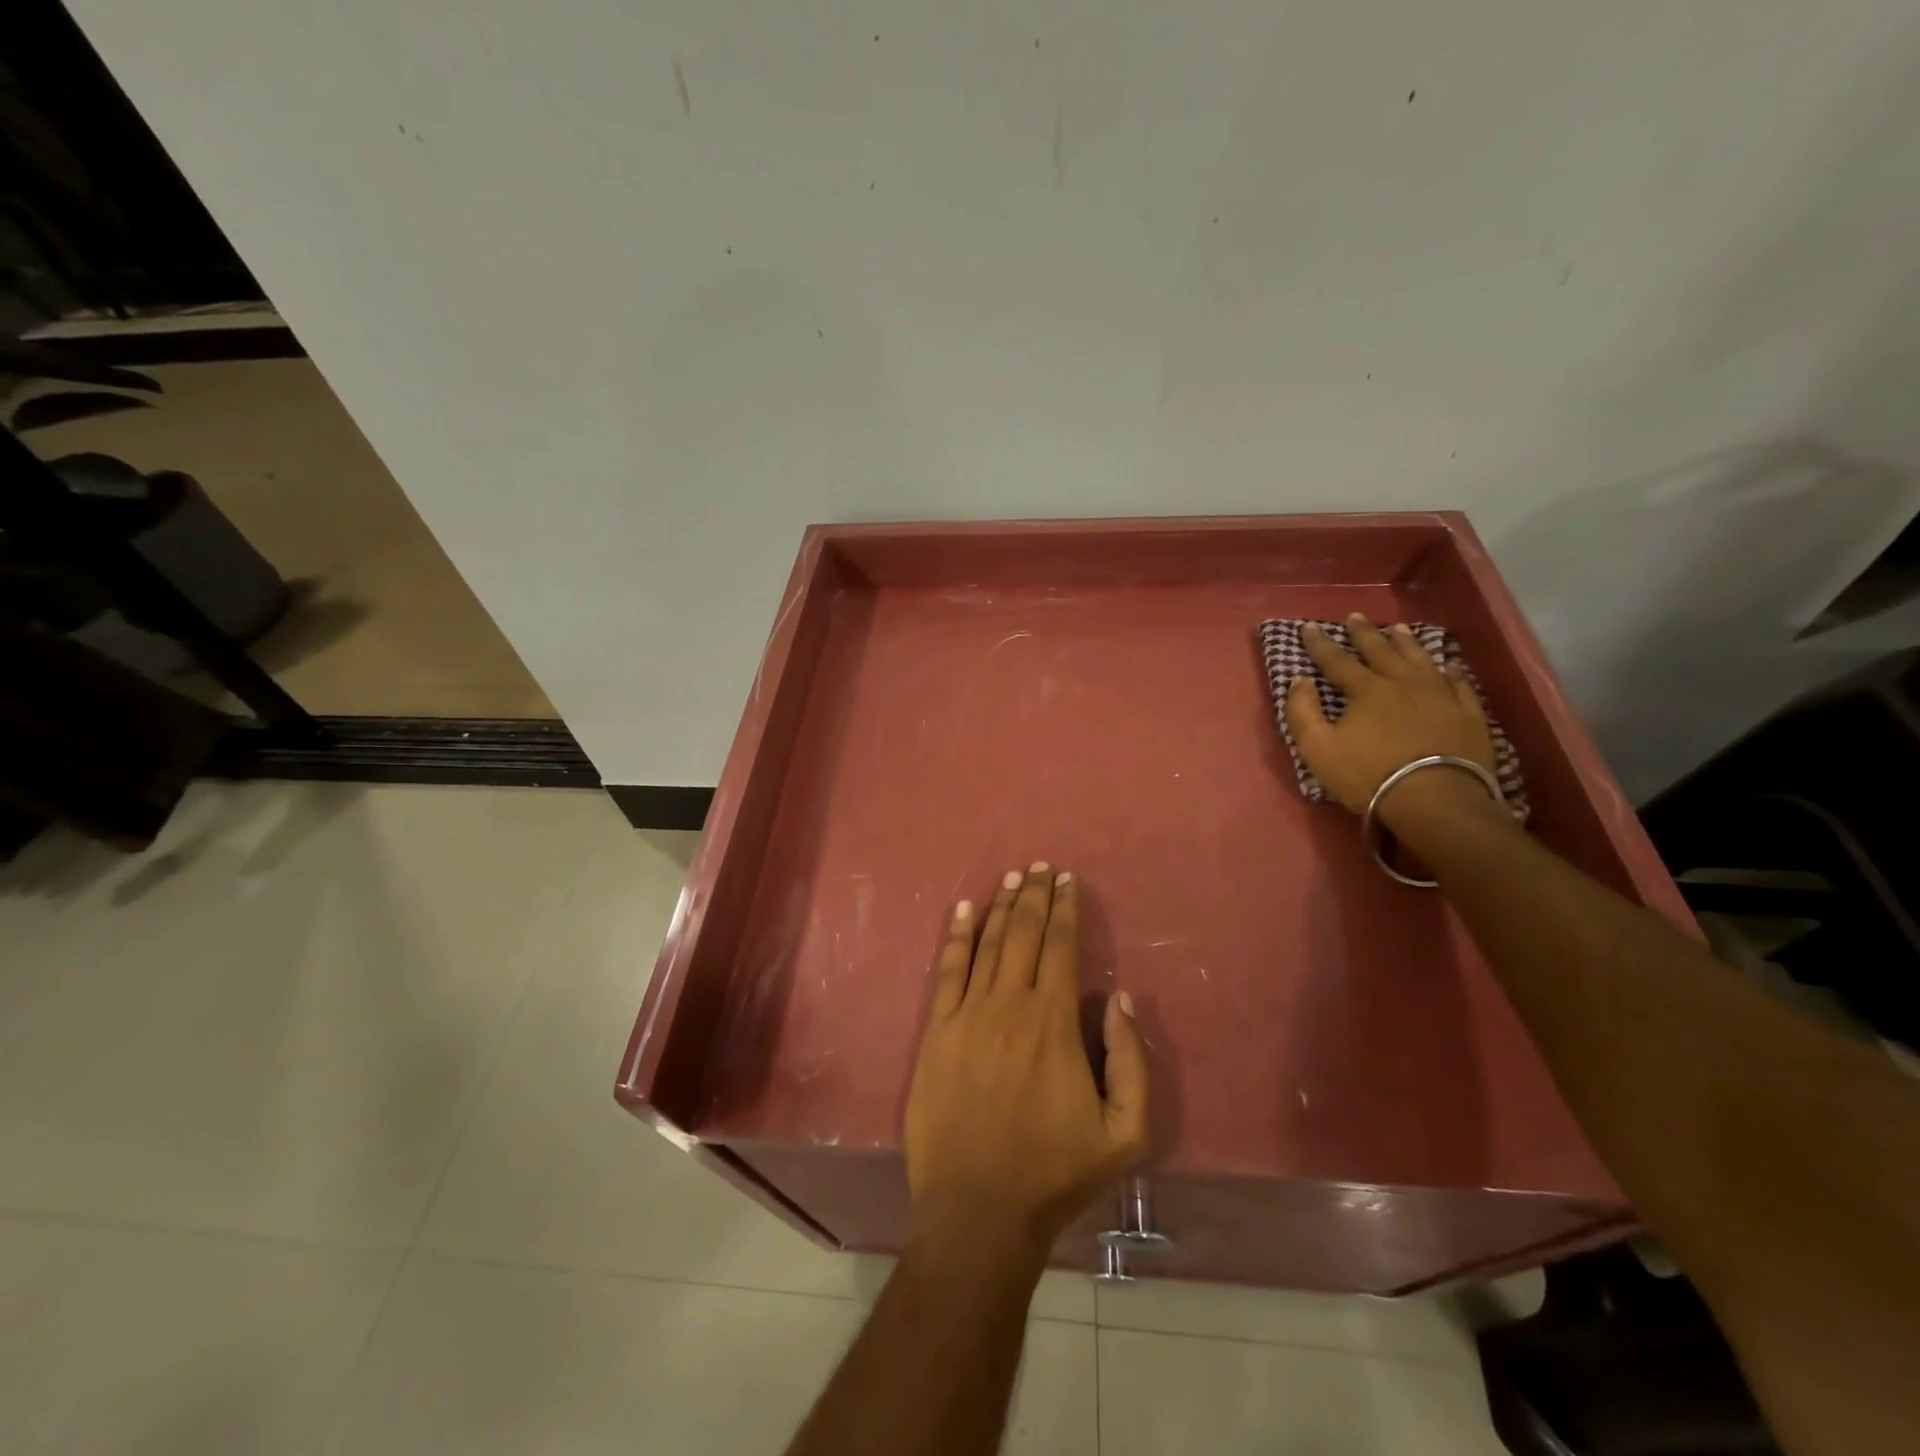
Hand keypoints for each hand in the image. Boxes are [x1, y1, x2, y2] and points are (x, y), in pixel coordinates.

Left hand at [904, 864, 1148, 1262]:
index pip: (1062, 947)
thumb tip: (1121, 999)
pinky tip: (963, 910)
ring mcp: (967, 1015)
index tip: (1068, 881)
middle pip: (1023, 934)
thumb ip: (1132, 1061)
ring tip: (1011, 877)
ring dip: (1000, 906)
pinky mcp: (936, 1032)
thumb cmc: (1055, 1171)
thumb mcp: (1125, 1133)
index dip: (1066, 909)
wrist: (978, 1209)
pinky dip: (956, 936)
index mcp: (1054, 1022)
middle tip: (1040, 867)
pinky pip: (946, 971)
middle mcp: (1010, 1004)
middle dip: (1035, 896)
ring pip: (987, 944)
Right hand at [1283, 613, 1499, 832]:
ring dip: (1406, 642)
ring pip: (1420, 659)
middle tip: (1355, 616)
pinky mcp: (1468, 713)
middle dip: (1364, 633)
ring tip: (1398, 629)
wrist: (1436, 800)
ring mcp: (1440, 695)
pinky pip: (1459, 683)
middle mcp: (1403, 683)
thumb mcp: (1318, 748)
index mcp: (1366, 690)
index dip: (1320, 642)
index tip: (1308, 626)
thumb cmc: (1368, 775)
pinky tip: (1448, 664)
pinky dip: (1450, 670)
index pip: (1337, 659)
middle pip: (1381, 651)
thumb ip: (1302, 712)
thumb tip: (1299, 680)